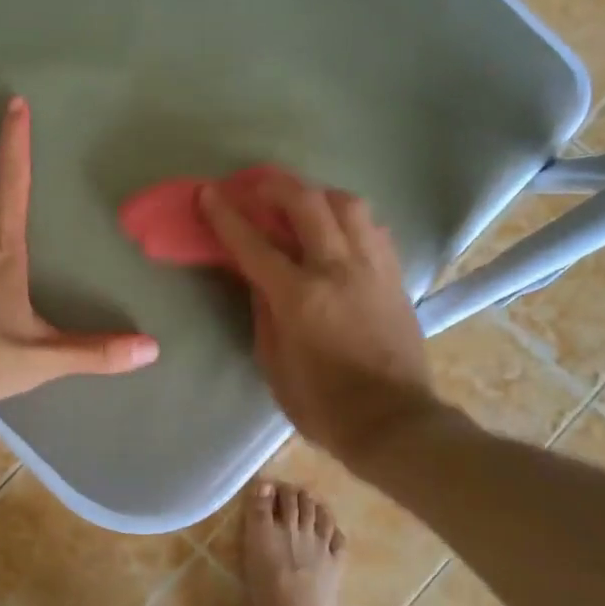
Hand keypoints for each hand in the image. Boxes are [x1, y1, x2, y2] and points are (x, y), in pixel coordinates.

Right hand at [200, 174, 436, 462]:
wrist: (393, 421)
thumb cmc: (322, 404)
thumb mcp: (273, 364)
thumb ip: (263, 312)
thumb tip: (257, 278)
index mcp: (300, 297)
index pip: (254, 243)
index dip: (226, 215)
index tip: (208, 193)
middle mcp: (338, 270)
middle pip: (306, 204)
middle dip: (274, 185)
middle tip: (254, 184)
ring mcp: (372, 268)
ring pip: (348, 205)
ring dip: (318, 194)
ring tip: (301, 202)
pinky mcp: (395, 276)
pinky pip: (372, 229)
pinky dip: (349, 219)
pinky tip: (338, 230)